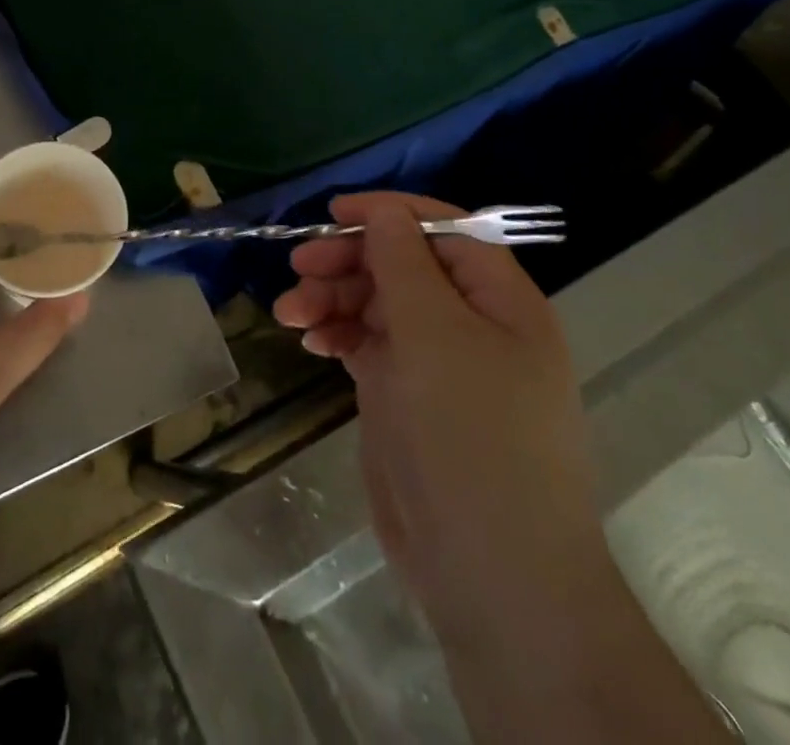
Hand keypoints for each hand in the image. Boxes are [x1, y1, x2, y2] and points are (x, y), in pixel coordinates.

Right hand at [275, 194, 725, 744]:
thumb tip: (383, 211)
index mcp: (499, 300)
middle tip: (298, 267)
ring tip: (289, 312)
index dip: (389, 213)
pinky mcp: (406, 396)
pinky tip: (309, 339)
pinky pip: (367, 344)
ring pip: (378, 304)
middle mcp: (471, 323)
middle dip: (349, 260)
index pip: (444, 230)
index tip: (332, 213)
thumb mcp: (435, 334)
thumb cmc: (471, 437)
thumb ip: (404, 263)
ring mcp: (437, 363)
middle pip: (403, 265)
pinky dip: (337, 333)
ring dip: (333, 298)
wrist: (492, 577)